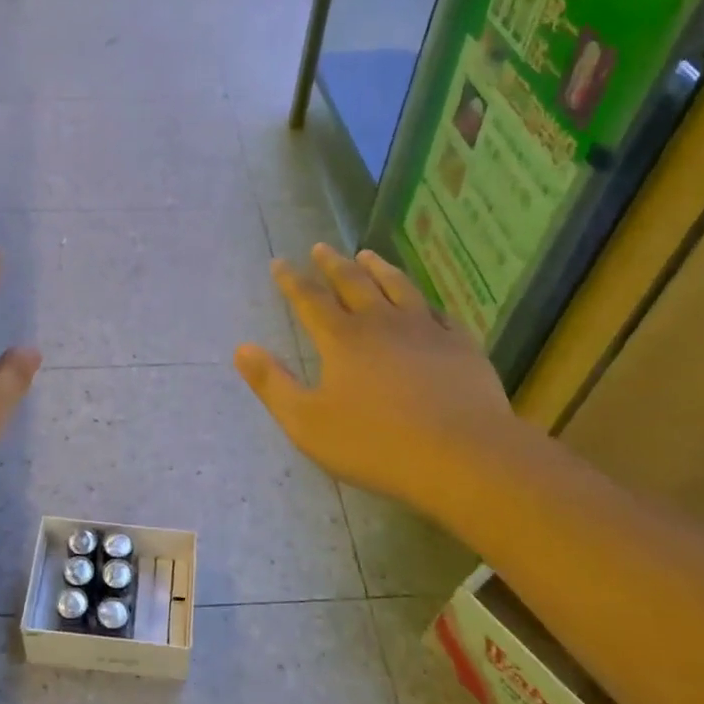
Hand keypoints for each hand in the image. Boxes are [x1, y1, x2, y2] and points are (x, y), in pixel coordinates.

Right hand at [235, 244, 519, 515]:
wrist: (462, 456)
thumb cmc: (375, 443)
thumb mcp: (306, 422)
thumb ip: (272, 384)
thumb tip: (242, 348)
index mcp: (341, 339)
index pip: (310, 298)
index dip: (291, 280)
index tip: (280, 262)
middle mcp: (381, 322)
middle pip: (353, 282)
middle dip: (332, 264)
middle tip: (321, 247)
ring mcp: (425, 330)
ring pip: (397, 287)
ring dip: (378, 268)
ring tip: (367, 254)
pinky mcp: (460, 345)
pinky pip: (437, 311)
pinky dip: (422, 300)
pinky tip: (422, 302)